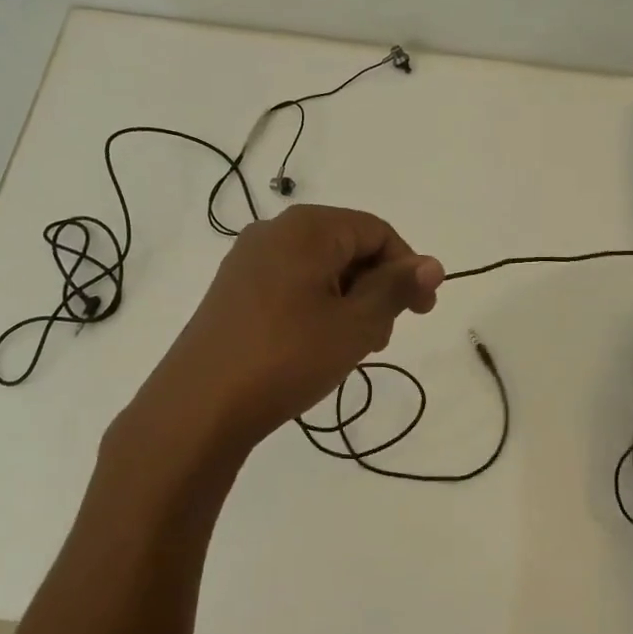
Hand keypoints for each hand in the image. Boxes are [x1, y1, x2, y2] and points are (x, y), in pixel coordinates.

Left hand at [147, 205, 443, 446]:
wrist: (199, 405)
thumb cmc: (288, 356)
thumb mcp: (356, 324)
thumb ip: (396, 288)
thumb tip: (432, 264)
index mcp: (307, 228)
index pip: (377, 231)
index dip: (408, 268)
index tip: (422, 312)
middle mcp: (274, 232)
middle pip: (347, 247)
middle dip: (377, 288)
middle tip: (384, 337)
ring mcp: (248, 261)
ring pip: (320, 269)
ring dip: (349, 302)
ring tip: (353, 348)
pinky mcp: (233, 291)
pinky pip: (292, 285)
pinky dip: (318, 308)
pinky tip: (318, 346)